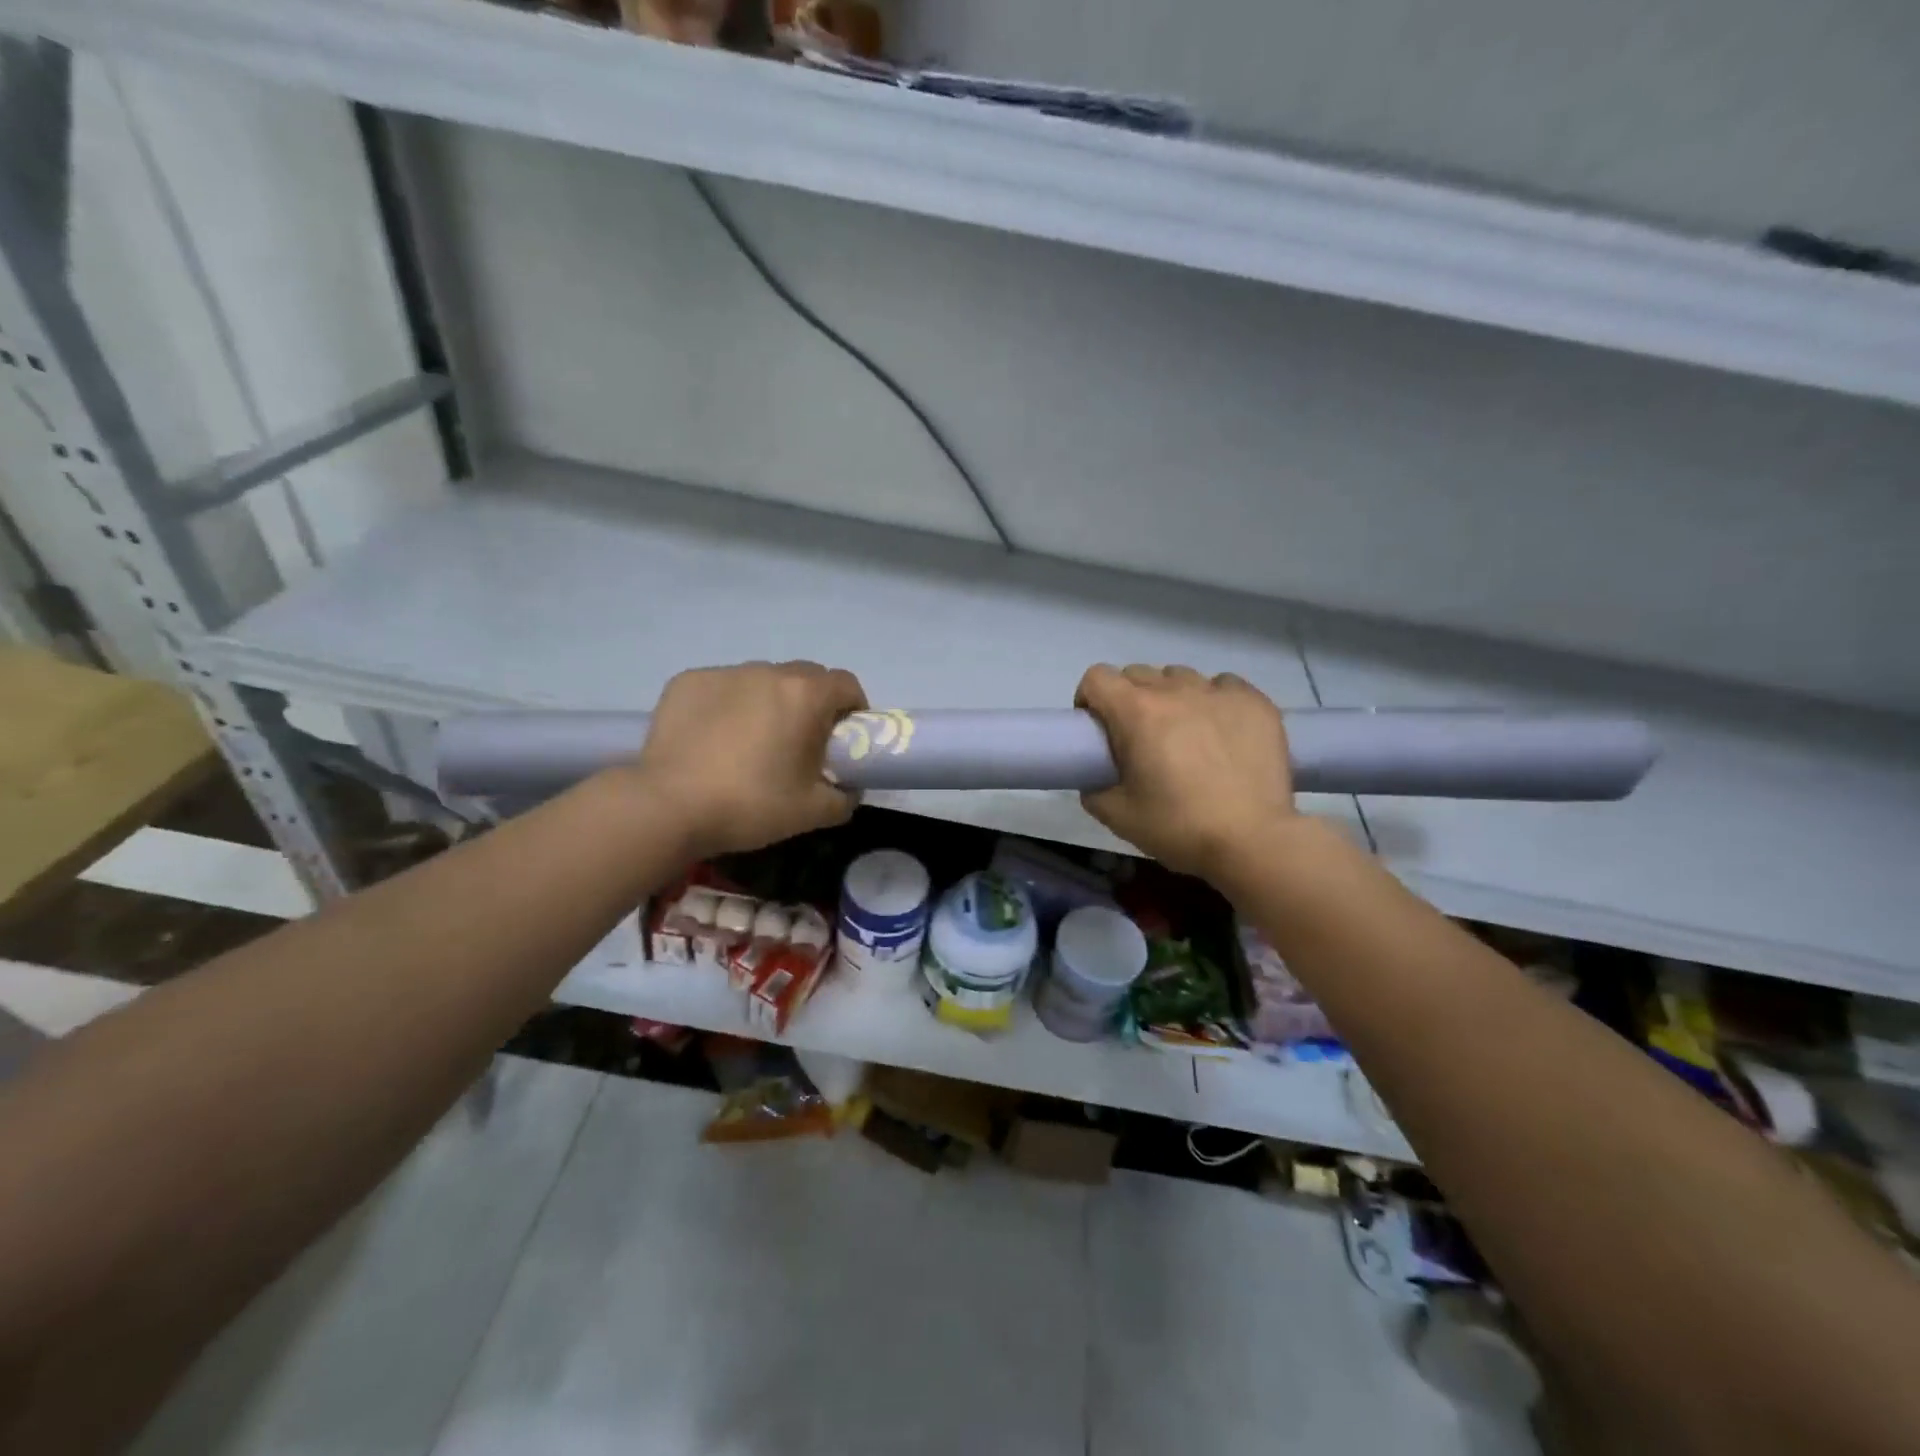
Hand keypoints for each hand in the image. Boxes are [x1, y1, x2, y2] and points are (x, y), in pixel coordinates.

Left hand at [628, 661, 866, 858]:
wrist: (668, 806)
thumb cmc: (751, 805)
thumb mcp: (813, 812)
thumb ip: (846, 797)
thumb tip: (850, 789)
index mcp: (805, 695)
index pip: (846, 684)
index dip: (852, 709)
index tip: (843, 738)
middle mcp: (767, 672)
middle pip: (805, 677)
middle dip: (812, 703)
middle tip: (800, 743)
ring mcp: (724, 673)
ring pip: (762, 680)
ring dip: (769, 702)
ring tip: (752, 742)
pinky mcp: (687, 682)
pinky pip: (723, 687)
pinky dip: (728, 705)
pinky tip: (714, 739)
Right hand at [1076, 663, 1295, 880]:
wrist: (1253, 841)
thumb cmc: (1179, 827)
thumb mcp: (1118, 817)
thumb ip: (1094, 790)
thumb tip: (1096, 778)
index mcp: (1136, 712)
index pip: (1097, 677)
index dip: (1090, 699)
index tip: (1099, 728)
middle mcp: (1175, 690)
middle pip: (1138, 673)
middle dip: (1129, 699)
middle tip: (1140, 737)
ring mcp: (1218, 692)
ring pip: (1180, 677)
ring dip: (1172, 697)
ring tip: (1185, 733)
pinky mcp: (1254, 701)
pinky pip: (1222, 685)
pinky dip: (1213, 701)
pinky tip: (1221, 731)